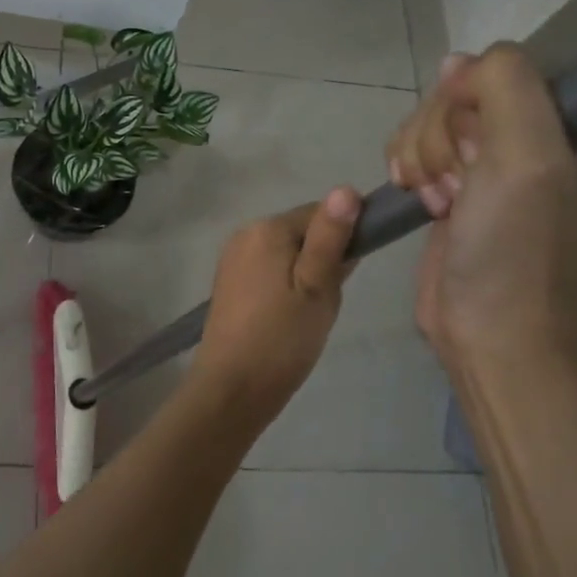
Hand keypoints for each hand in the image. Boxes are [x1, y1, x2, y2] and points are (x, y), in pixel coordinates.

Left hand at [190, 188, 361, 419]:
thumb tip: (346, 188)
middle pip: (301, 232)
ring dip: (305, 275)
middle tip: (327, 301)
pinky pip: (268, 270)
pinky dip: (285, 286)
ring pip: (286, 253)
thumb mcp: (317, 287)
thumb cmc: (282, 337)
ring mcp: (233, 258)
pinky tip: (288, 318)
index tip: (348, 276)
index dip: (343, 240)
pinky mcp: (228, 283)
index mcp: (267, 228)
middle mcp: (245, 233)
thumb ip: (331, 237)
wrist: (232, 387)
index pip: (321, 213)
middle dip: (322, 260)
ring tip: (308, 314)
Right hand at [385, 47, 576, 374]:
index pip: (521, 63)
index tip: (478, 134)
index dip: (483, 91)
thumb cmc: (517, 248)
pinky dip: (409, 165)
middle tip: (458, 180)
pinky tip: (416, 196)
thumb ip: (504, 84)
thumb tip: (458, 65)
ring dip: (422, 152)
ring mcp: (499, 162)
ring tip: (438, 199)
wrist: (489, 332)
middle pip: (469, 88)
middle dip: (444, 131)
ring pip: (436, 116)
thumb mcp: (526, 155)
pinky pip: (420, 144)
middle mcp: (546, 135)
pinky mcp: (460, 185)